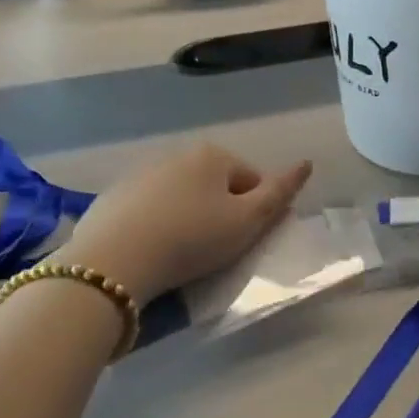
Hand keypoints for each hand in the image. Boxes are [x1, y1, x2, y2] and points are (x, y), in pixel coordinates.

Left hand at [60, 144, 312, 302]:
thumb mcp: (248, 222)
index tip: (244, 241)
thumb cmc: (192, 239)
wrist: (112, 263)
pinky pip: (148, 210)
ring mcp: (140, 174)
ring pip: (181, 197)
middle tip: (215, 250)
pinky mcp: (112, 198)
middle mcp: (177, 154)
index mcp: (213, 155)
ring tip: (181, 254)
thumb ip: (280, 192)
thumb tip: (306, 163)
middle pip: (215, 186)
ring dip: (188, 218)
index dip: (256, 212)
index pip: (252, 180)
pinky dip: (156, 225)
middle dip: (220, 212)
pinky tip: (151, 251)